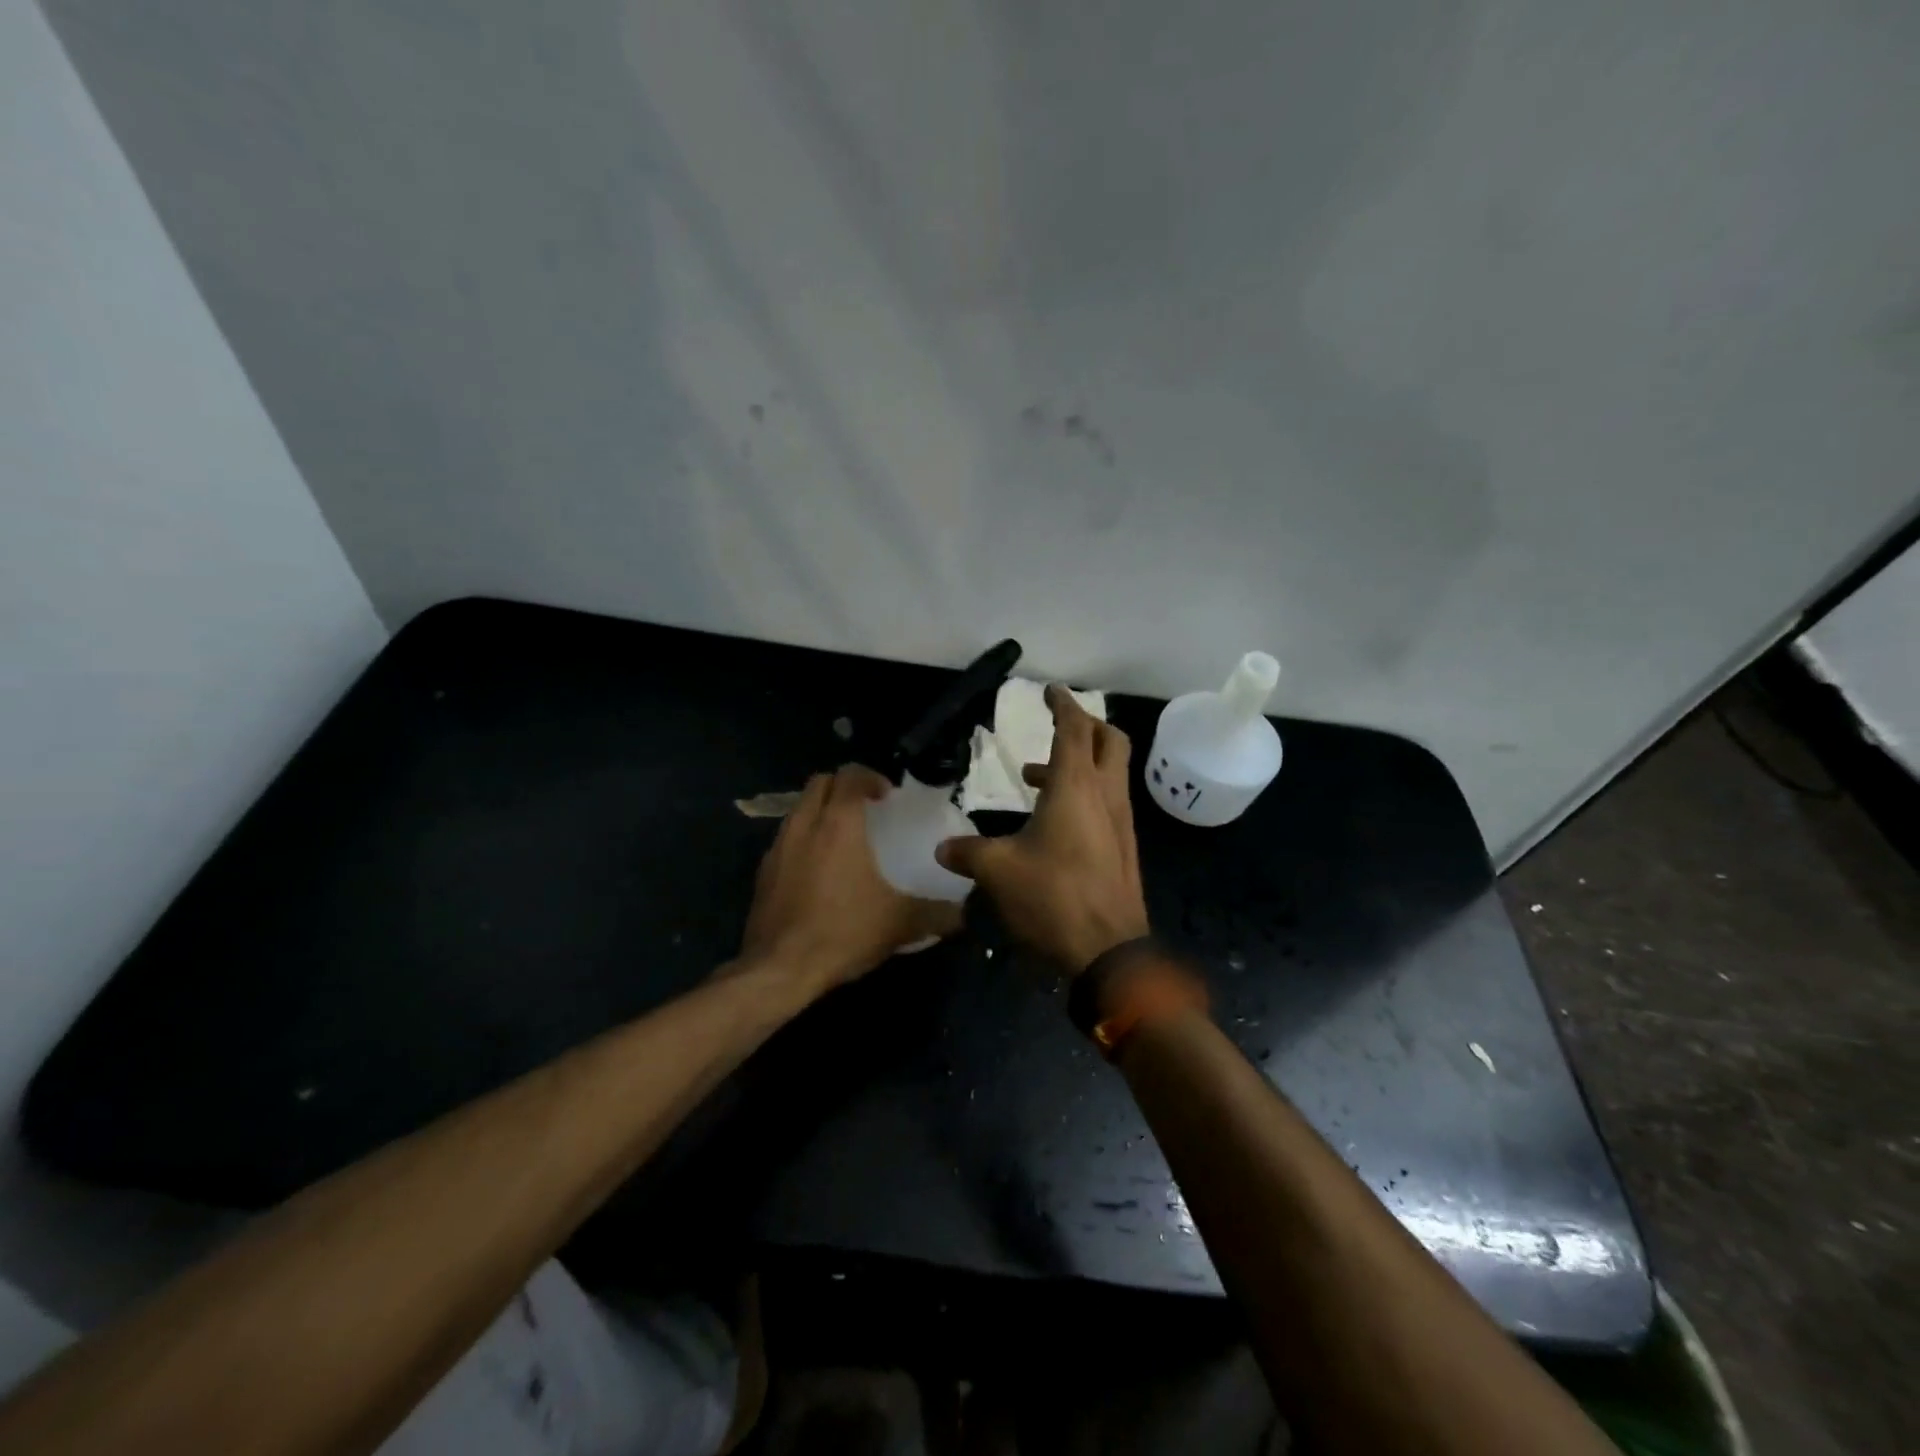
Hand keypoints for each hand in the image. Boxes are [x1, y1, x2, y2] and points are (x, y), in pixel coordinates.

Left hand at [737, 765, 961, 993]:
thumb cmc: (843, 932)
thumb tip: (965, 914)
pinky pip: (785, 840)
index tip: (888, 797)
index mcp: (838, 824)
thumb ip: (936, 914)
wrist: (779, 969)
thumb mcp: (899, 924)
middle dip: (842, 787)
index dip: (870, 777)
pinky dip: (803, 841)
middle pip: (819, 783)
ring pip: (798, 809)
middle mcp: (804, 824)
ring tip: (842, 838)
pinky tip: (819, 872)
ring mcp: (778, 847)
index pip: (850, 775)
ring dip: (820, 812)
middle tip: (866, 809)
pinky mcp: (762, 872)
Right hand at [936, 685, 1148, 973]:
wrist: (1110, 951)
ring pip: (1110, 772)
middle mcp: (1106, 795)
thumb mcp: (999, 872)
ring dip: (1080, 763)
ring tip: (1036, 778)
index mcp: (1076, 786)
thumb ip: (968, 852)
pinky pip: (1108, 802)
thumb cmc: (1053, 897)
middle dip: (1086, 725)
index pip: (1075, 728)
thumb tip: (942, 848)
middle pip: (1109, 740)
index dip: (1063, 704)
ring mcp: (1120, 822)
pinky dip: (1085, 793)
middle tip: (1056, 726)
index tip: (1049, 691)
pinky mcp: (1123, 847)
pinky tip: (1053, 822)